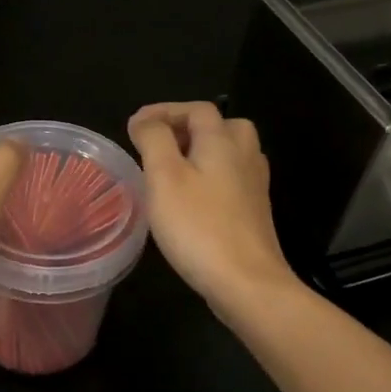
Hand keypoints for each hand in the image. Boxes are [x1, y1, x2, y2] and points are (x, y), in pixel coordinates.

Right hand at [127, 101, 297, 314]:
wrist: (247, 282)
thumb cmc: (198, 226)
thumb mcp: (164, 177)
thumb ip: (153, 140)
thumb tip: (144, 120)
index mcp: (222, 141)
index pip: (196, 109)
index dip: (164, 111)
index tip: (135, 127)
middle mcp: (245, 157)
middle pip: (223, 126)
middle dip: (190, 128)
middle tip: (161, 144)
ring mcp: (254, 186)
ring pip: (231, 154)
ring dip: (202, 152)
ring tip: (173, 169)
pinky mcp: (255, 213)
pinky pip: (233, 180)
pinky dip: (212, 177)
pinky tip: (193, 199)